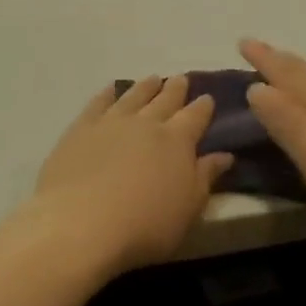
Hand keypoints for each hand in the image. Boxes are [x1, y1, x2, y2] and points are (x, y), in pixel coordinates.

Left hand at [28, 76, 233, 276]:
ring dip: (145, 87)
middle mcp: (145, 123)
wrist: (81, 223)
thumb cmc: (144, 226)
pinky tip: (111, 89)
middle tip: (181, 79)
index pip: (195, 117)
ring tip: (152, 80)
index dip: (203, 107)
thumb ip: (205, 178)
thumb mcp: (188, 209)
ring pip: (133, 96)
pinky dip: (107, 94)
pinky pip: (98, 103)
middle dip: (175, 89)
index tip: (207, 98)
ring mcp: (111, 122)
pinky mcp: (80, 129)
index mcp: (177, 141)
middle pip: (164, 100)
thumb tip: (224, 155)